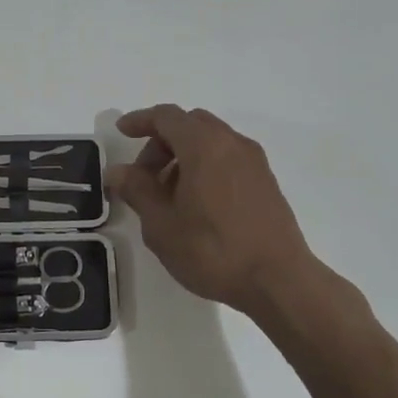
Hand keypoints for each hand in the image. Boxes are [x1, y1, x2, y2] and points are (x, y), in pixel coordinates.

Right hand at [107, 105, 325, 318]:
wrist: (279, 281)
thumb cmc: (213, 250)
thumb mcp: (161, 224)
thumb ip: (137, 190)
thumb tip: (118, 171)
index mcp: (204, 145)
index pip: (166, 116)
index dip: (140, 120)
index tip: (122, 132)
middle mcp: (232, 143)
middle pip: (190, 124)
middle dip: (161, 142)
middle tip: (143, 175)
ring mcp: (254, 161)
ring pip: (211, 141)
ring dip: (183, 155)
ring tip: (168, 194)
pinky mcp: (266, 181)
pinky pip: (227, 158)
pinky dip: (205, 165)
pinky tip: (196, 203)